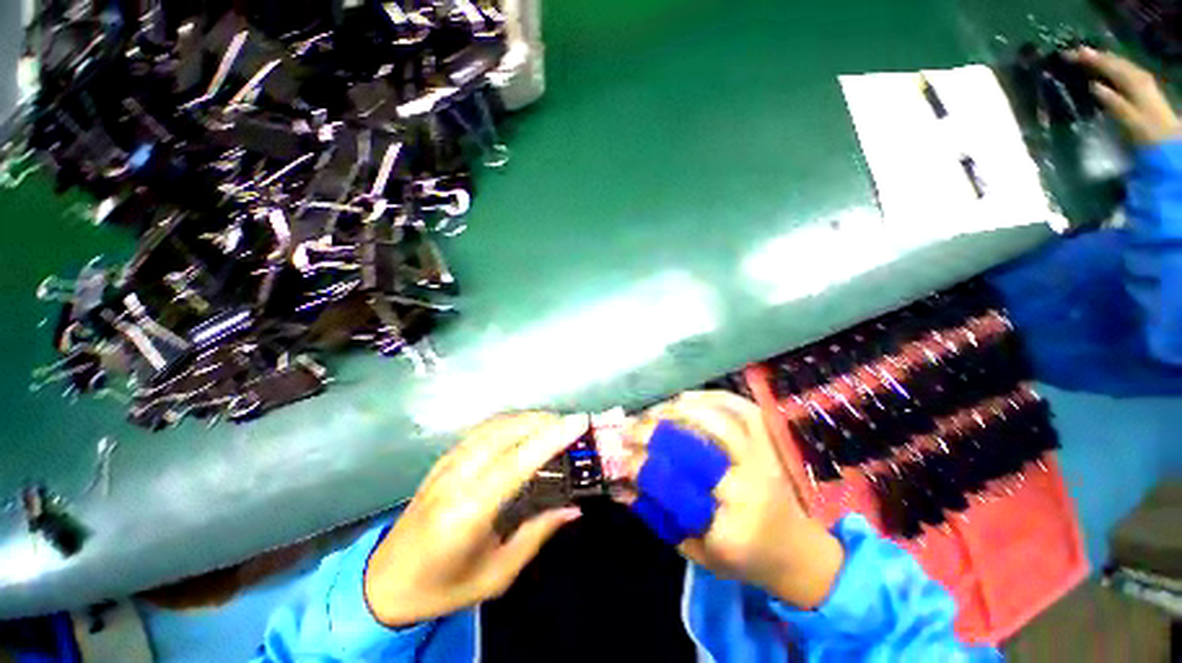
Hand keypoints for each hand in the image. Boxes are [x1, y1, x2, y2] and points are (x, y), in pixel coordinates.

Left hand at [364, 413, 588, 626]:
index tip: (579, 422)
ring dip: (528, 417)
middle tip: (572, 423)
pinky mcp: (443, 459)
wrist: (384, 582)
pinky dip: (510, 421)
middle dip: (543, 421)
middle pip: (506, 432)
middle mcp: (457, 477)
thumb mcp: (497, 574)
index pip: (518, 462)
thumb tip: (573, 508)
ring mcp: (447, 463)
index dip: (551, 438)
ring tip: (554, 422)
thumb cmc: (443, 586)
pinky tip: (524, 427)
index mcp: (469, 511)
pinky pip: (482, 429)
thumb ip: (537, 535)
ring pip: (494, 425)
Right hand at [620, 391, 844, 608]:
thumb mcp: (695, 551)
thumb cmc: (743, 558)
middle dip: (656, 431)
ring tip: (655, 411)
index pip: (676, 488)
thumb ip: (656, 515)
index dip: (642, 466)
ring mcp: (765, 460)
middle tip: (631, 425)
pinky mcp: (771, 442)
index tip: (619, 454)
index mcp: (729, 529)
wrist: (798, 550)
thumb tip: (620, 483)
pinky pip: (741, 408)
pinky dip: (711, 396)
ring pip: (719, 420)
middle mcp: (749, 489)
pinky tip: (687, 397)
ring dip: (680, 410)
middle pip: (696, 446)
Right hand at [1072, 47, 1181, 145]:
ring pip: (1118, 64)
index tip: (1067, 55)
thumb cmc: (1146, 133)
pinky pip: (1122, 72)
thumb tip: (1093, 86)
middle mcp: (1137, 76)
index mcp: (1133, 82)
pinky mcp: (1141, 89)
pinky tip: (1102, 71)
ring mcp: (1141, 82)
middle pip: (1113, 61)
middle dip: (1093, 56)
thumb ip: (1113, 102)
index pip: (1107, 64)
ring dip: (1101, 60)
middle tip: (1071, 53)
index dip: (1088, 58)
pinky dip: (1110, 68)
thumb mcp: (1129, 120)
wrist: (1168, 143)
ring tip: (1085, 58)